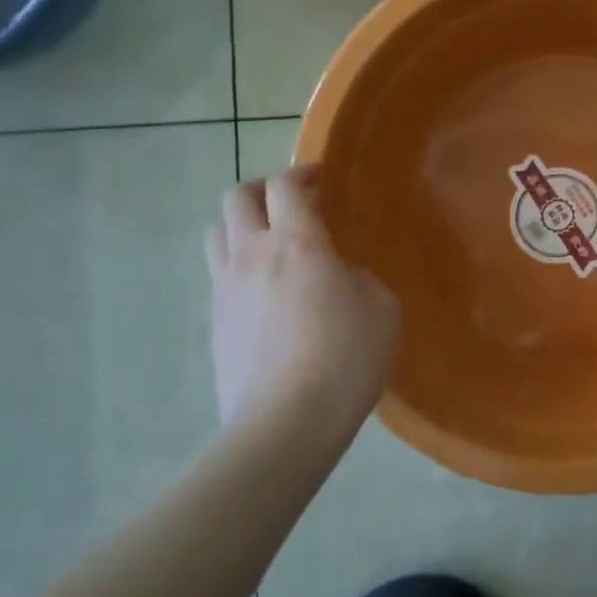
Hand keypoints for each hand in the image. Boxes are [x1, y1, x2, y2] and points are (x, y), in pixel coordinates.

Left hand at [205, 169, 399, 438]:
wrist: (286, 423)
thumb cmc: (346, 358)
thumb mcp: (382, 308)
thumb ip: (360, 278)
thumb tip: (339, 276)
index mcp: (298, 243)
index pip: (285, 186)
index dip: (302, 173)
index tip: (322, 179)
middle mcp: (253, 255)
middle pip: (238, 197)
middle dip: (264, 190)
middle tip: (293, 204)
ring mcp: (226, 289)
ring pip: (217, 232)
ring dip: (242, 225)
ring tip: (271, 242)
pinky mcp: (215, 322)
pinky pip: (219, 275)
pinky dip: (239, 266)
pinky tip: (266, 292)